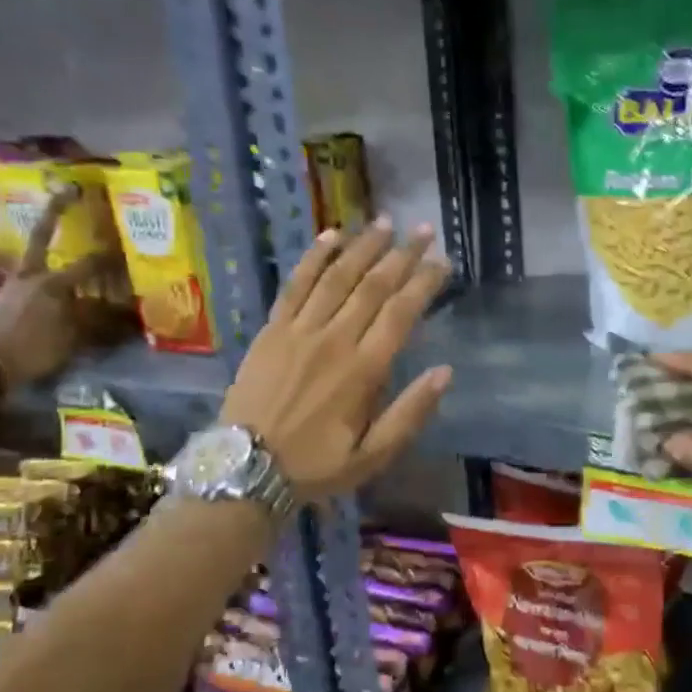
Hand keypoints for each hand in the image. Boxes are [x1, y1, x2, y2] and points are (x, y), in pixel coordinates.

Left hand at [0, 188, 114, 388]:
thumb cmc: (33, 350)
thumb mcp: (72, 338)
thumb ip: (96, 320)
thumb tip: (123, 310)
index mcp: (52, 283)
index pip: (90, 264)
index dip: (111, 256)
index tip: (128, 244)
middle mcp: (31, 274)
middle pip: (44, 235)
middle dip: (56, 211)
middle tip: (68, 189)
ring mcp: (13, 282)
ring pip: (35, 253)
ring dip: (48, 239)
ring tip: (61, 227)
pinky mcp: (5, 294)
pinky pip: (29, 273)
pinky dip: (42, 267)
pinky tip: (52, 272)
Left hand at [220, 219, 452, 500]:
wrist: (245, 469)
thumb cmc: (315, 466)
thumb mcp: (373, 456)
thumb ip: (410, 413)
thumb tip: (445, 372)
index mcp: (363, 371)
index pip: (402, 314)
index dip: (425, 284)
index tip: (443, 262)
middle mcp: (334, 340)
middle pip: (374, 287)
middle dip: (402, 255)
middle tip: (424, 230)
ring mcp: (299, 331)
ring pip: (337, 278)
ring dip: (363, 247)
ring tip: (385, 222)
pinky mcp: (272, 330)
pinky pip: (295, 286)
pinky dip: (314, 259)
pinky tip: (331, 236)